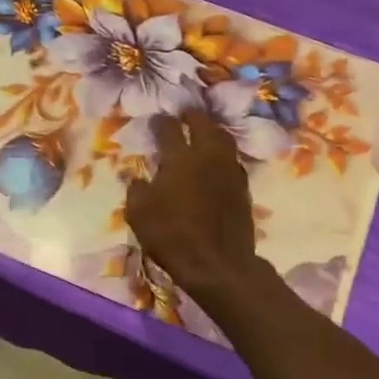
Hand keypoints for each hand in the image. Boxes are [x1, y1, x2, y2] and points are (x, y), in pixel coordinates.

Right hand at [125, 111, 264, 304]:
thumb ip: (136, 190)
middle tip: (185, 114)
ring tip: (204, 131)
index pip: (169, 129)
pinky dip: (223, 154)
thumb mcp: (138, 215)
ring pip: (224, 139)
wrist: (218, 264)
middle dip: (192, 116)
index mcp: (179, 159)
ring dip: (212, 130)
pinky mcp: (243, 188)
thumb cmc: (172, 237)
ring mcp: (229, 171)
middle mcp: (207, 157)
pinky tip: (217, 160)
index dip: (160, 122)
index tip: (155, 120)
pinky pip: (233, 160)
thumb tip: (137, 177)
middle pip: (203, 124)